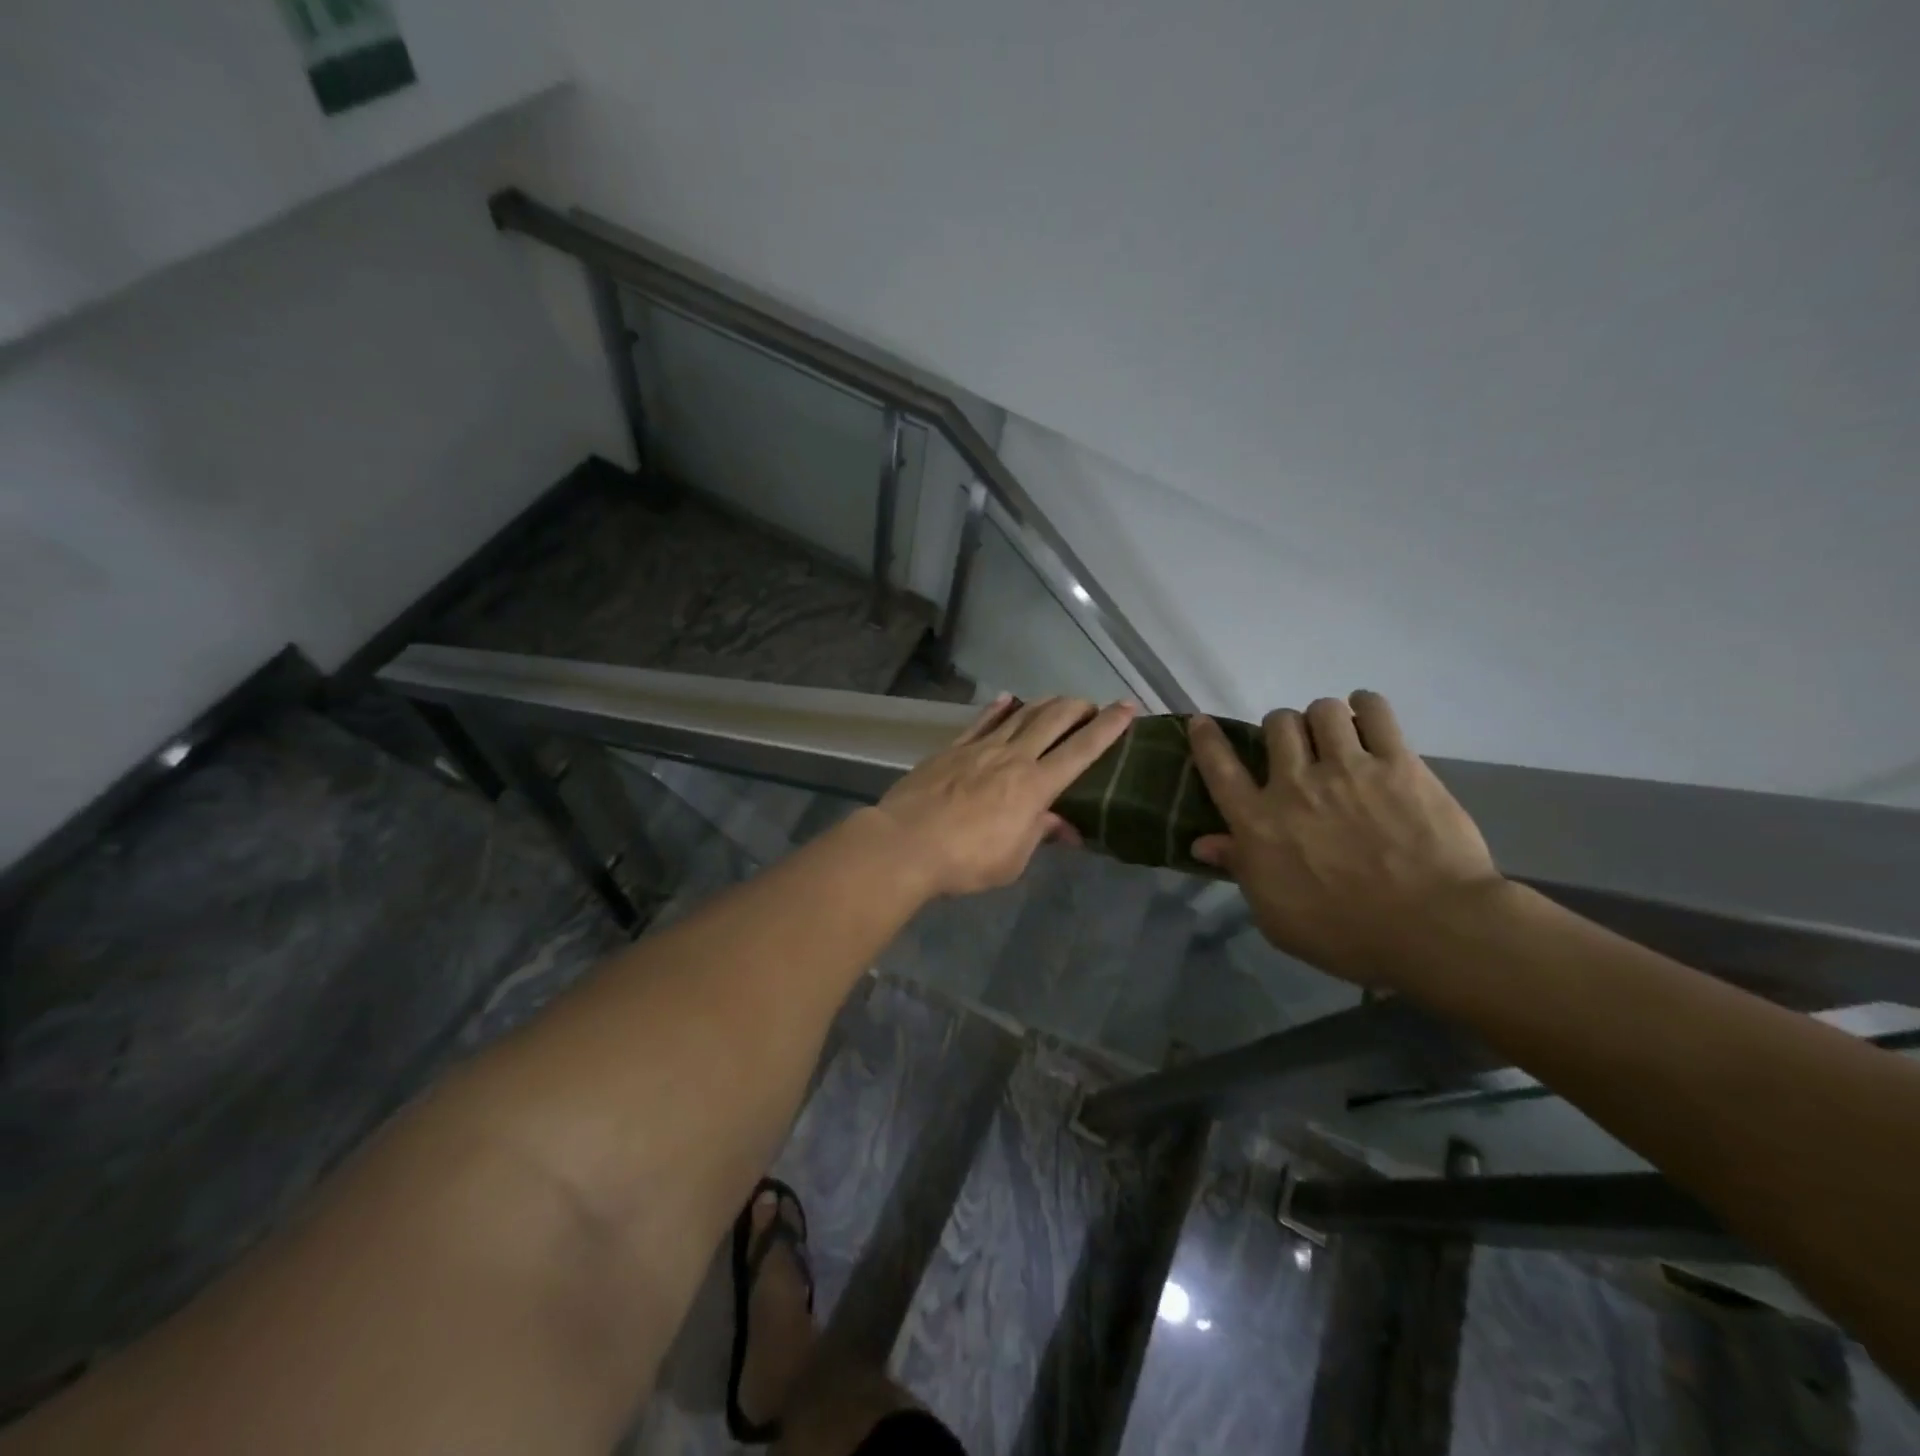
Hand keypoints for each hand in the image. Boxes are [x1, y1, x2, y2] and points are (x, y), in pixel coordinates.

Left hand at [870, 694, 1136, 898]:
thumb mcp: (1012, 860)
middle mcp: (1013, 757)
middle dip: (1078, 708)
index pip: (1082, 750)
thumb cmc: (965, 861)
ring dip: (1044, 703)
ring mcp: (980, 748)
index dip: (1109, 727)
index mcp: (1035, 786)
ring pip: (1020, 714)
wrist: (905, 844)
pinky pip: (980, 721)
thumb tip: (1064, 826)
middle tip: (1092, 706)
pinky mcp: (952, 748)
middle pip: (1053, 720)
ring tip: (1059, 700)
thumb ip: (1039, 834)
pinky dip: (998, 708)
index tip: (1128, 707)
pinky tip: (1007, 699)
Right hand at [1188, 692, 1503, 986]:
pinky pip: (1374, 711)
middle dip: (1281, 730)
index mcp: (1259, 822)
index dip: (1206, 740)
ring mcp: (1347, 769)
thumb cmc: (1345, 934)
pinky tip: (1366, 715)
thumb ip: (1241, 870)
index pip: (1219, 768)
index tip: (1201, 722)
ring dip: (1322, 719)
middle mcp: (1295, 785)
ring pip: (1322, 711)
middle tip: (1297, 749)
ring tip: (1336, 735)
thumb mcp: (1275, 916)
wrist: (1432, 929)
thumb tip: (1203, 843)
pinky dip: (1365, 706)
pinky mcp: (1398, 763)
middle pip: (1276, 725)